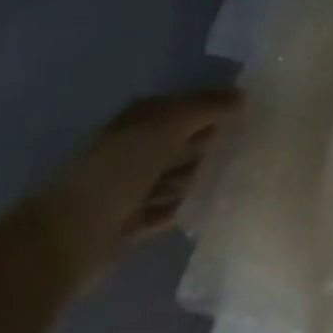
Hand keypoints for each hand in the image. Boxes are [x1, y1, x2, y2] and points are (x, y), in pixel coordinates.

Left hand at [27, 90, 243, 279]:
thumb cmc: (117, 172)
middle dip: (218, 142)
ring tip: (248, 176)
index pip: (187, 107)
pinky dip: (194, 206)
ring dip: (208, 175)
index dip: (219, 107)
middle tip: (262, 146)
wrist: (70, 236)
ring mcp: (135, 187)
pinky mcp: (137, 220)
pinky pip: (174, 208)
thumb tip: (244, 95)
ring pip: (182, 175)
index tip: (259, 113)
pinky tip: (222, 205)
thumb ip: (204, 108)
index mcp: (139, 121)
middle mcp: (136, 149)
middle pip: (186, 141)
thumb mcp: (164, 127)